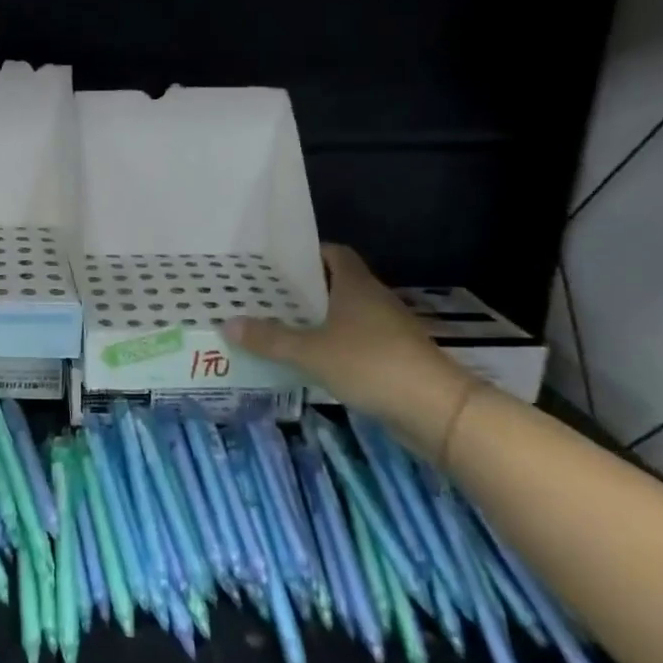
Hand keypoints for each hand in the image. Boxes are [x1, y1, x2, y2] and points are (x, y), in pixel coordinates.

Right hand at [223, 244, 472, 457]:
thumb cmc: (371, 364)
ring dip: (317, 318)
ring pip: (345, 314)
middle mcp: (373, 300)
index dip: (307, 252)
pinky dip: (331, 343)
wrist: (435, 409)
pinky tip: (308, 358)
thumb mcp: (310, 352)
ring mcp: (387, 329)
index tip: (276, 261)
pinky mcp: (393, 357)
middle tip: (264, 294)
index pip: (333, 253)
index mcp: (356, 285)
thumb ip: (269, 339)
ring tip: (278, 325)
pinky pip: (354, 340)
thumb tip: (227, 322)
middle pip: (335, 283)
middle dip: (303, 288)